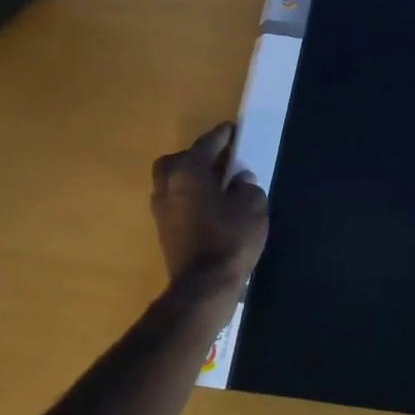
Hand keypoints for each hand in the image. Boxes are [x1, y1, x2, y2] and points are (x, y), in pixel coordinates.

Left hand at [150, 122, 268, 294]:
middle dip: (197, 156)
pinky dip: (189, 198)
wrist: (204, 286)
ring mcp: (161, 210)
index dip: (222, 135)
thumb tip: (238, 180)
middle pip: (178, 160)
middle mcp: (169, 185)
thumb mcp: (253, 205)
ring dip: (191, 178)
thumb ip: (246, 186)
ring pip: (172, 182)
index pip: (206, 144)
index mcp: (189, 171)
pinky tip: (209, 206)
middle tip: (220, 160)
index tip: (232, 129)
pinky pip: (175, 202)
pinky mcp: (163, 231)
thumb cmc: (231, 238)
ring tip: (216, 184)